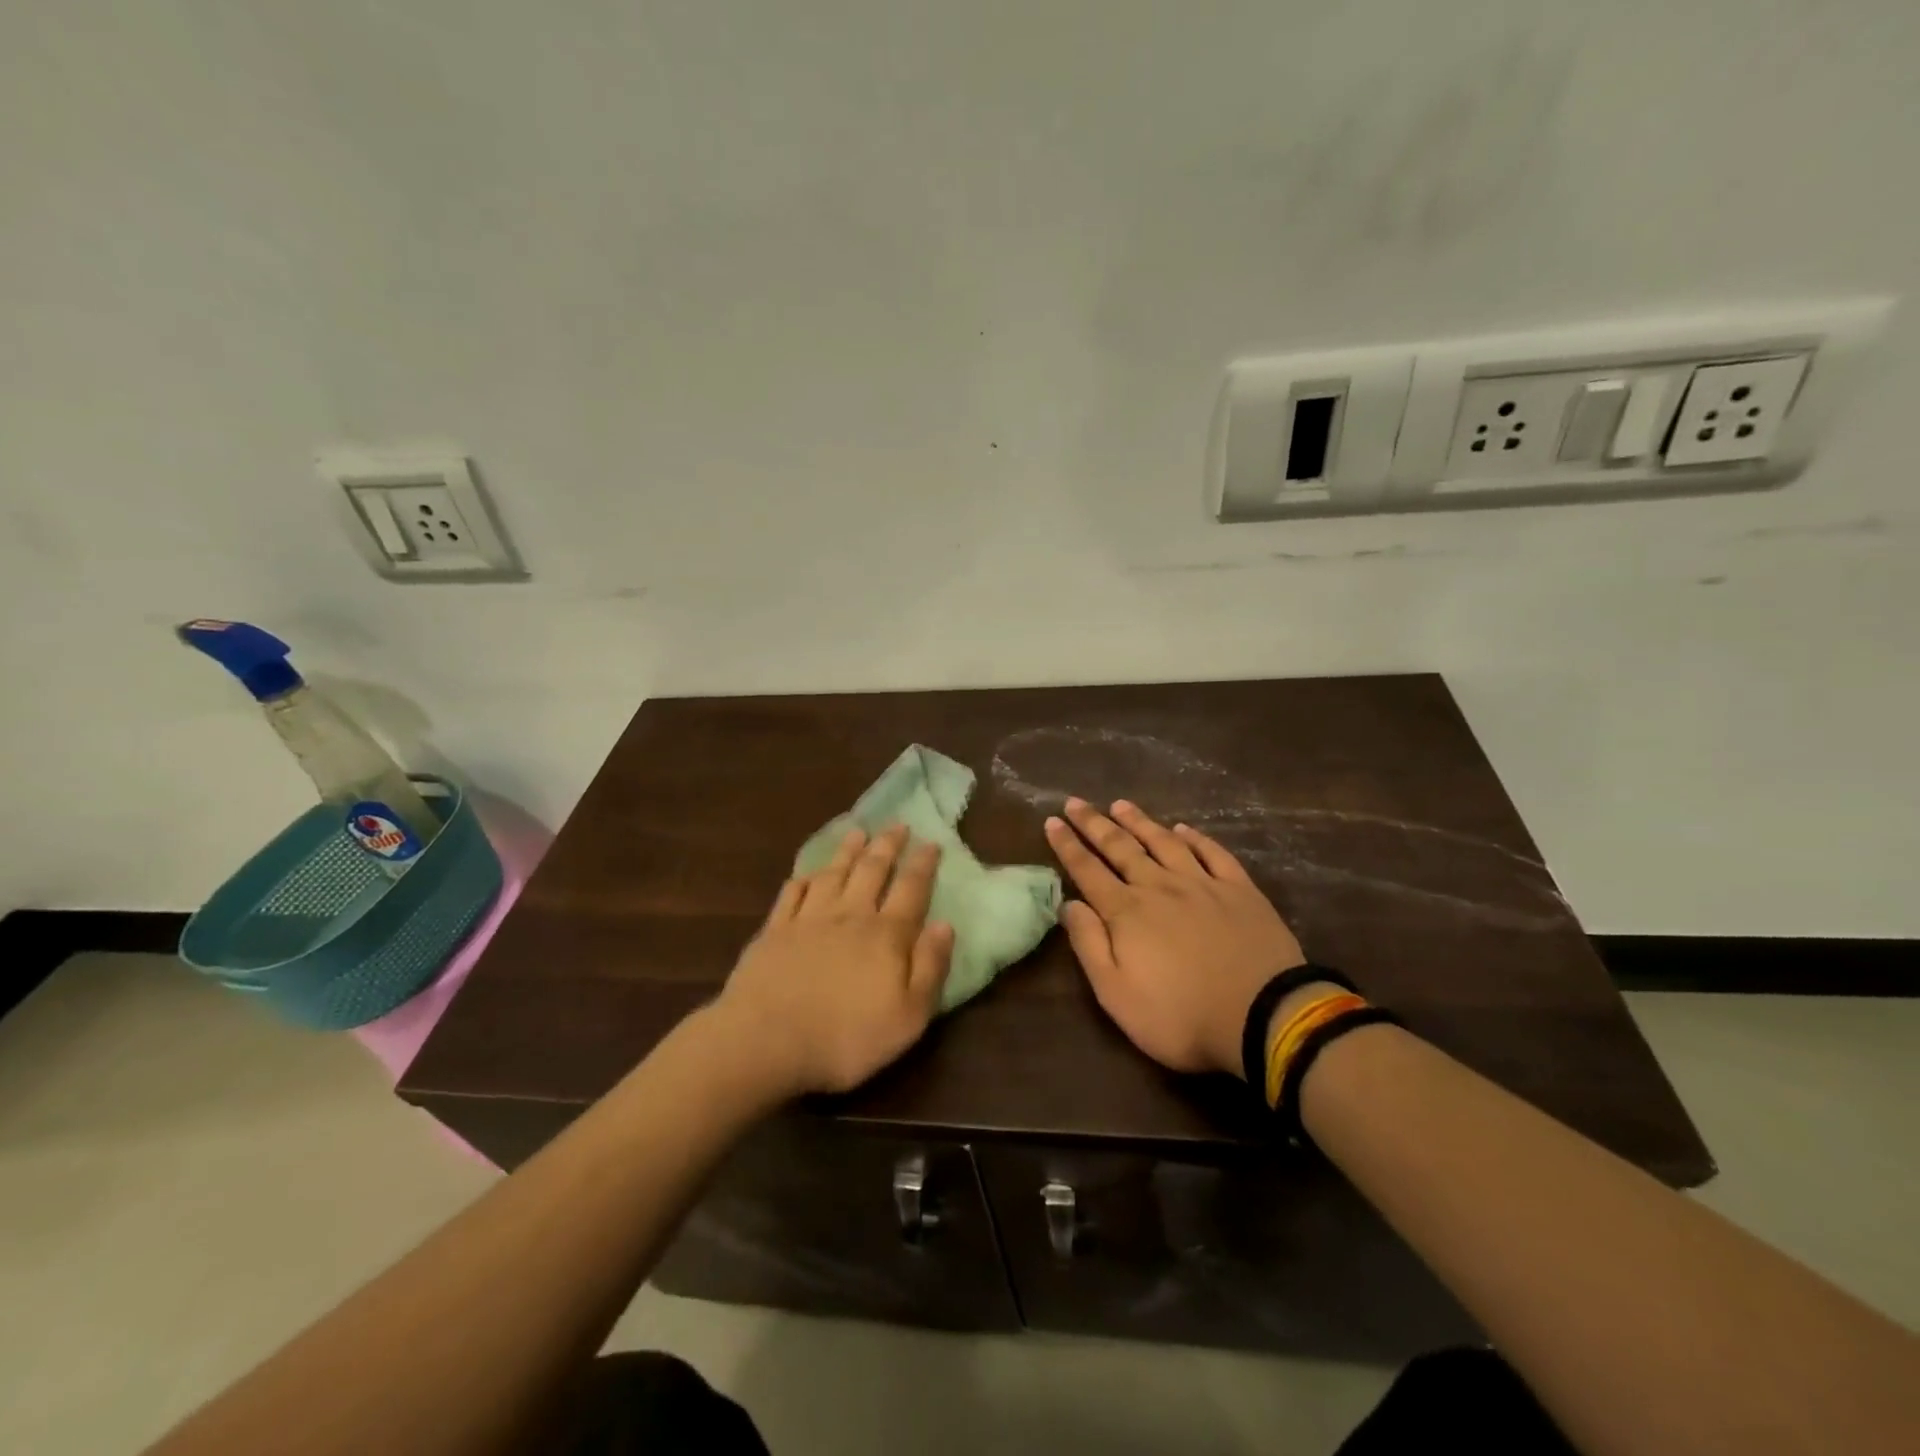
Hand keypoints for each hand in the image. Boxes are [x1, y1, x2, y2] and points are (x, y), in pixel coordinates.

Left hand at [714, 825, 953, 1096]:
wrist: (766, 1040)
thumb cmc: (847, 1036)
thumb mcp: (908, 1015)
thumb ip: (930, 967)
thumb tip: (946, 925)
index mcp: (886, 935)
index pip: (911, 889)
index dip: (923, 864)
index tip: (931, 842)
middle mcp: (849, 916)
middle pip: (872, 870)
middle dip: (888, 845)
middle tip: (898, 824)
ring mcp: (808, 920)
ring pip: (833, 874)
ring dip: (847, 851)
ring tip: (858, 832)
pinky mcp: (774, 931)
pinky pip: (791, 894)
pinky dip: (803, 879)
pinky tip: (806, 873)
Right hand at [1045, 799, 1305, 1077]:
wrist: (1263, 1016)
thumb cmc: (1180, 1016)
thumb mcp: (1116, 994)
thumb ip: (1089, 945)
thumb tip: (1069, 904)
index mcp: (1127, 912)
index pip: (1087, 871)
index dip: (1067, 845)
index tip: (1051, 821)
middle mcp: (1159, 886)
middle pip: (1120, 848)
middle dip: (1094, 824)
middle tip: (1075, 802)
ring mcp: (1202, 884)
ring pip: (1163, 842)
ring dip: (1139, 822)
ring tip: (1120, 804)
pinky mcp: (1240, 890)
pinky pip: (1213, 853)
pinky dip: (1196, 838)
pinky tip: (1183, 828)